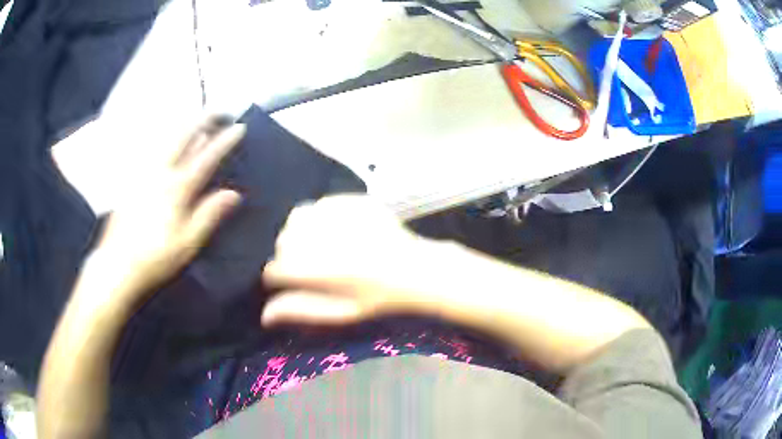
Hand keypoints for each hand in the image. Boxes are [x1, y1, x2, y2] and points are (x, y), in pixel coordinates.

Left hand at [91, 118, 245, 305]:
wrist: (117, 264)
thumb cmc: (155, 257)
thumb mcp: (188, 242)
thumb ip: (209, 214)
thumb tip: (234, 194)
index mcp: (177, 189)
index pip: (205, 158)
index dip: (223, 142)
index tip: (238, 128)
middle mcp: (160, 173)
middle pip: (183, 137)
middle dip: (202, 120)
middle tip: (217, 111)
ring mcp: (143, 174)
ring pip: (165, 139)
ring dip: (183, 124)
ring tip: (195, 117)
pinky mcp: (132, 179)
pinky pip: (151, 149)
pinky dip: (163, 137)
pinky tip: (165, 138)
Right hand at [262, 195, 443, 325]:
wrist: (416, 269)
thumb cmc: (377, 298)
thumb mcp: (339, 312)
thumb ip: (300, 310)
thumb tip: (264, 315)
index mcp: (316, 270)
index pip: (274, 271)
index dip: (278, 280)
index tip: (290, 284)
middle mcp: (321, 238)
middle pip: (281, 243)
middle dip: (288, 256)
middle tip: (310, 266)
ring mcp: (336, 215)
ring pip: (295, 219)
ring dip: (300, 233)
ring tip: (319, 245)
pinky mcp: (350, 201)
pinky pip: (318, 204)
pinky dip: (319, 217)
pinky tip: (337, 229)